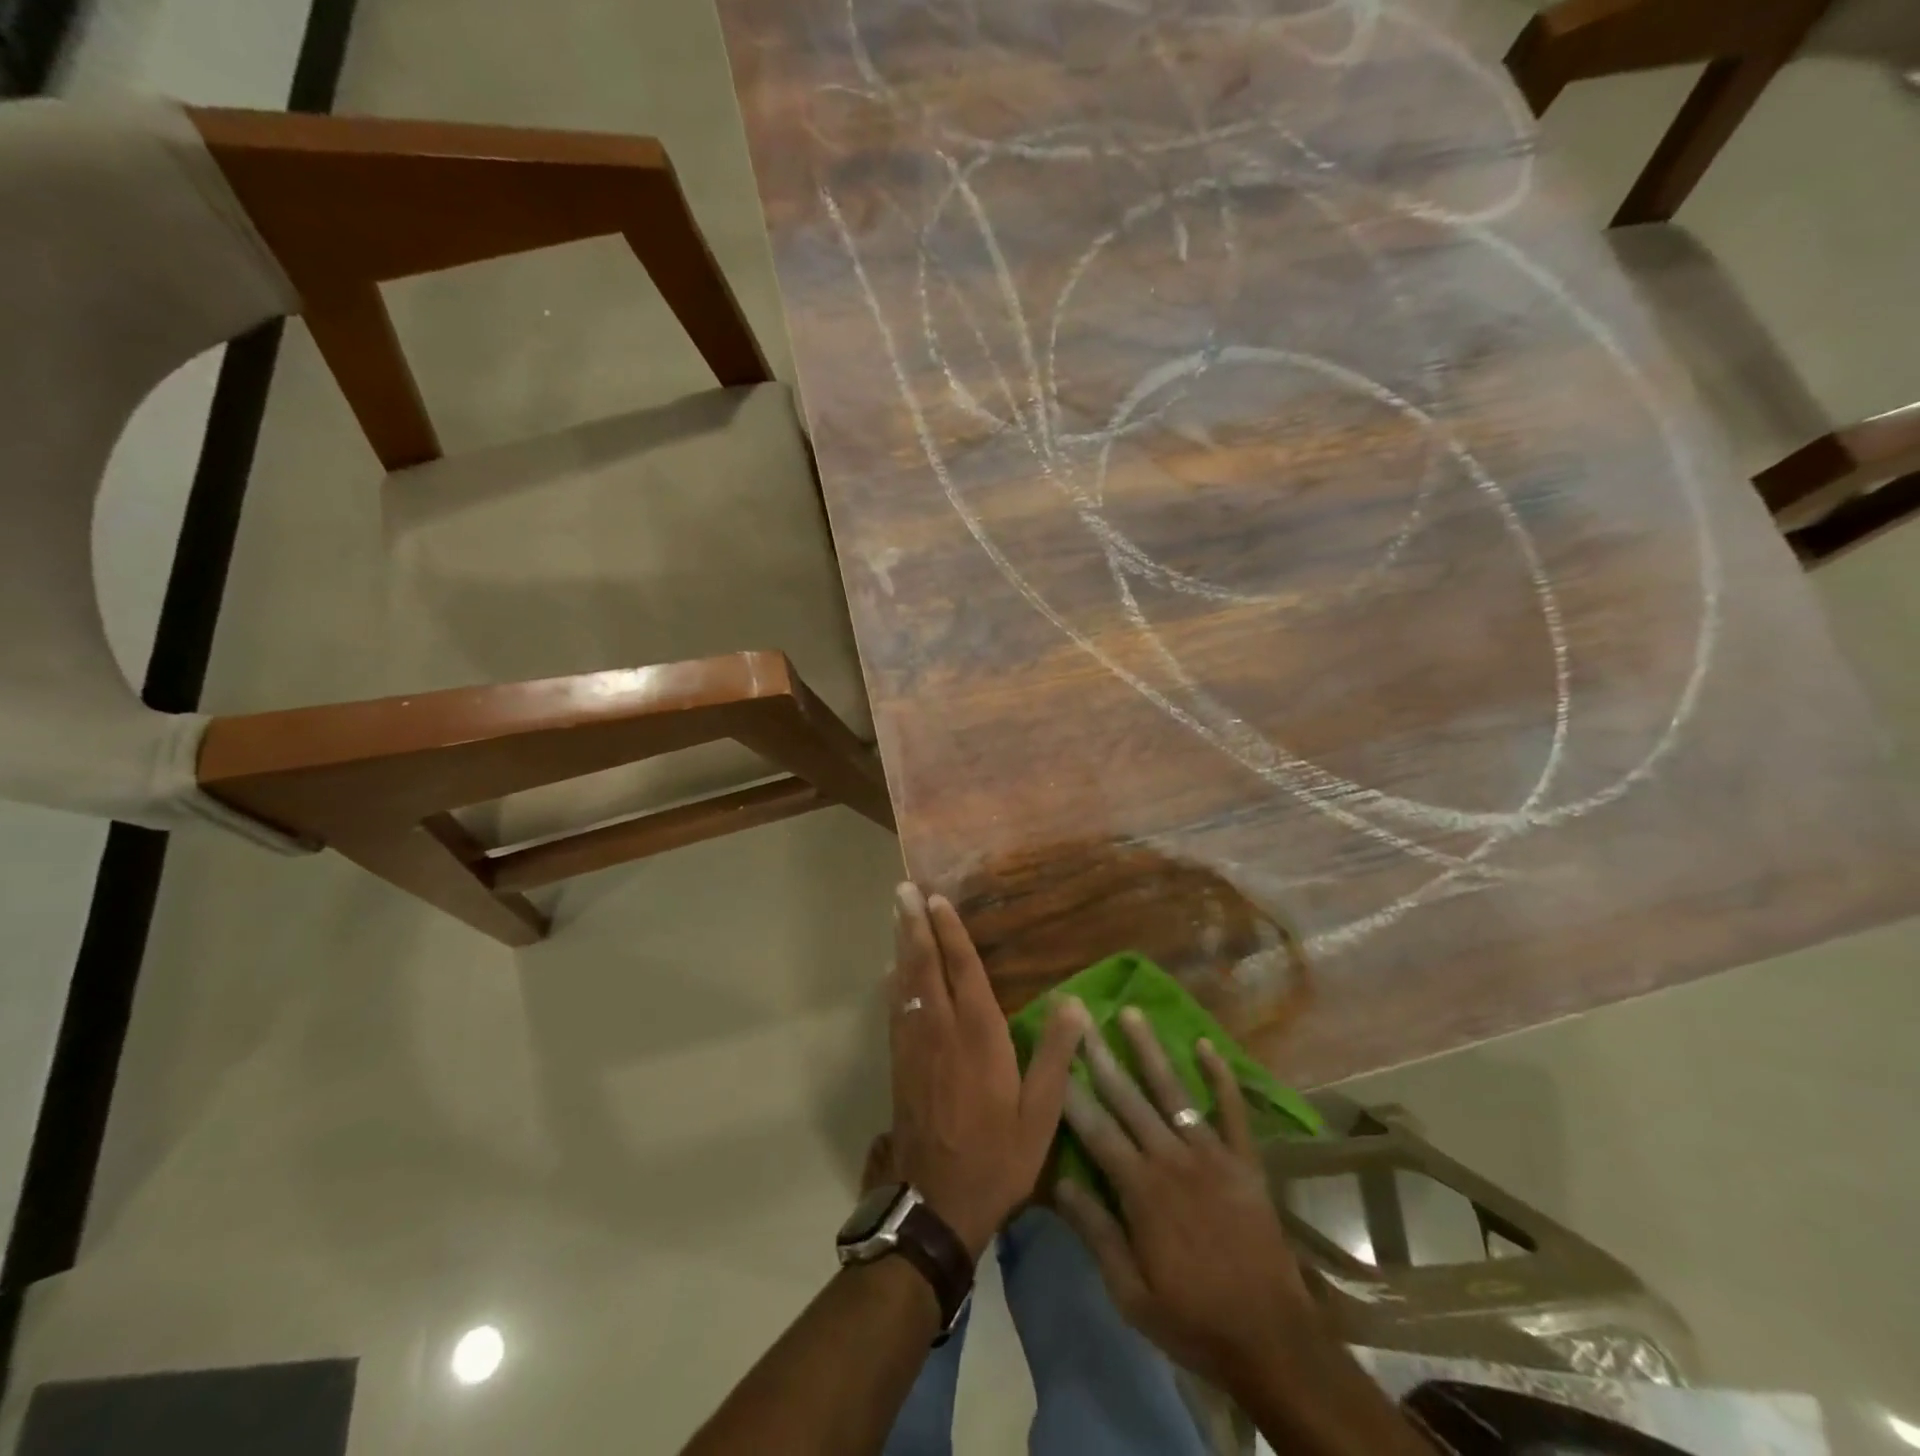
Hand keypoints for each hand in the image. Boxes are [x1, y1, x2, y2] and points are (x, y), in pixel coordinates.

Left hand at [888, 883, 1083, 1257]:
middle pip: (925, 964)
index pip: (963, 969)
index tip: (938, 900)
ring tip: (896, 913)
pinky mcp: (899, 1063)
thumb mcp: (1041, 1115)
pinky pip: (895, 1008)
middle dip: (914, 924)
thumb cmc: (998, 1157)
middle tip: (903, 889)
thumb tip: (1074, 1002)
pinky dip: (893, 980)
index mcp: (979, 1036)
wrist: (937, 1203)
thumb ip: (1055, 1055)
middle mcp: (941, 1029)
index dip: (950, 932)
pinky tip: (891, 970)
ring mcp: (915, 1045)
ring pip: (905, 981)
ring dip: (901, 944)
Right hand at [1054, 1008, 1320, 1392]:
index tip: (1053, 1053)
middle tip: (1081, 1015)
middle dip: (1101, 1054)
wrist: (1273, 1340)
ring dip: (1150, 1050)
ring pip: (1173, 1091)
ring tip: (1130, 1012)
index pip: (1096, 1129)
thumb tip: (1059, 1182)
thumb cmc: (1194, 1320)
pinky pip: (1232, 1111)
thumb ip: (1096, 1233)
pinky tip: (1206, 1046)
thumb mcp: (1131, 1294)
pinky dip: (1221, 1077)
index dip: (1071, 1090)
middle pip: (1129, 1098)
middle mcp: (1172, 1159)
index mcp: (1141, 1190)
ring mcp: (1212, 1155)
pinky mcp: (1244, 1162)